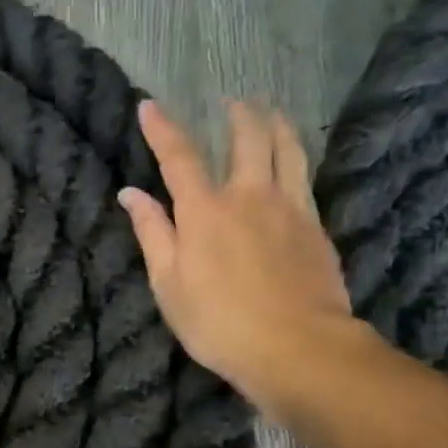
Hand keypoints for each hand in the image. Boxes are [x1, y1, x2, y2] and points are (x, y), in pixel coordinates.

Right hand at [118, 100, 369, 421]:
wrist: (297, 347)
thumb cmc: (219, 323)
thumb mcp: (169, 285)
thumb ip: (152, 234)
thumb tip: (131, 194)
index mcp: (205, 211)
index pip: (179, 157)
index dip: (162, 129)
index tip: (149, 105)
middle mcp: (250, 196)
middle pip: (248, 138)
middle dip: (238, 114)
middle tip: (232, 101)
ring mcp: (290, 208)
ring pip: (288, 149)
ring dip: (276, 123)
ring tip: (270, 111)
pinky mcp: (316, 227)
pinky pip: (305, 178)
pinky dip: (296, 159)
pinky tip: (293, 164)